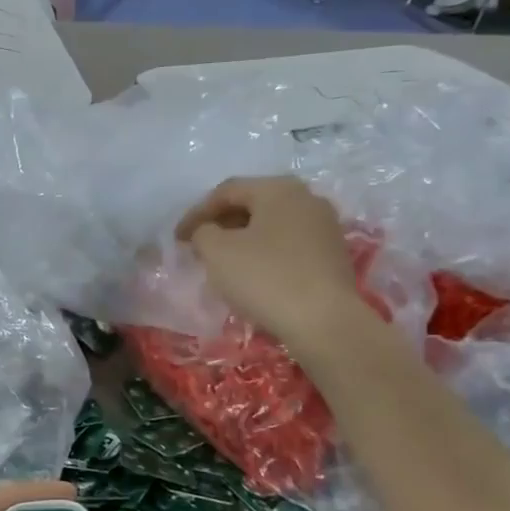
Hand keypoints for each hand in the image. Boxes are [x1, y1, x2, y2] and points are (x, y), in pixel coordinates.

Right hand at [176, 176, 362, 342]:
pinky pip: (288, 245)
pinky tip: (252, 275)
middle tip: (198, 248)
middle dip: (221, 224)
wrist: (323, 321)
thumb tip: (207, 232)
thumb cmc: (264, 277)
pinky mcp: (332, 254)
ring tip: (222, 263)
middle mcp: (306, 198)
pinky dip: (264, 253)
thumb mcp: (217, 251)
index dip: (196, 213)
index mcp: (278, 189)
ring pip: (271, 225)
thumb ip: (202, 233)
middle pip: (252, 204)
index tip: (177, 238)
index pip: (226, 191)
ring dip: (242, 240)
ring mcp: (324, 226)